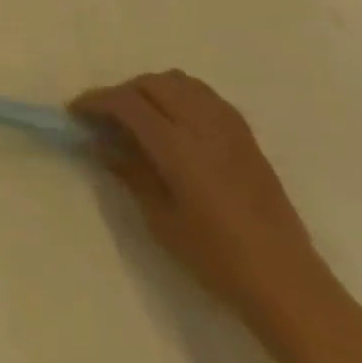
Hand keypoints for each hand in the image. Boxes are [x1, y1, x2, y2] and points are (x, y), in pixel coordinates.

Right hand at [70, 70, 339, 333]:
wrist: (285, 280)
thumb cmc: (215, 257)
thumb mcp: (159, 218)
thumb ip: (130, 172)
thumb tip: (102, 144)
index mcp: (179, 148)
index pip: (128, 103)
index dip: (96, 101)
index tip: (75, 111)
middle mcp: (204, 126)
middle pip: (153, 83)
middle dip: (122, 92)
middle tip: (105, 116)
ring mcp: (230, 128)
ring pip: (182, 82)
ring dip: (152, 89)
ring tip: (138, 116)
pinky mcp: (247, 137)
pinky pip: (206, 96)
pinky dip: (180, 96)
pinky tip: (173, 123)